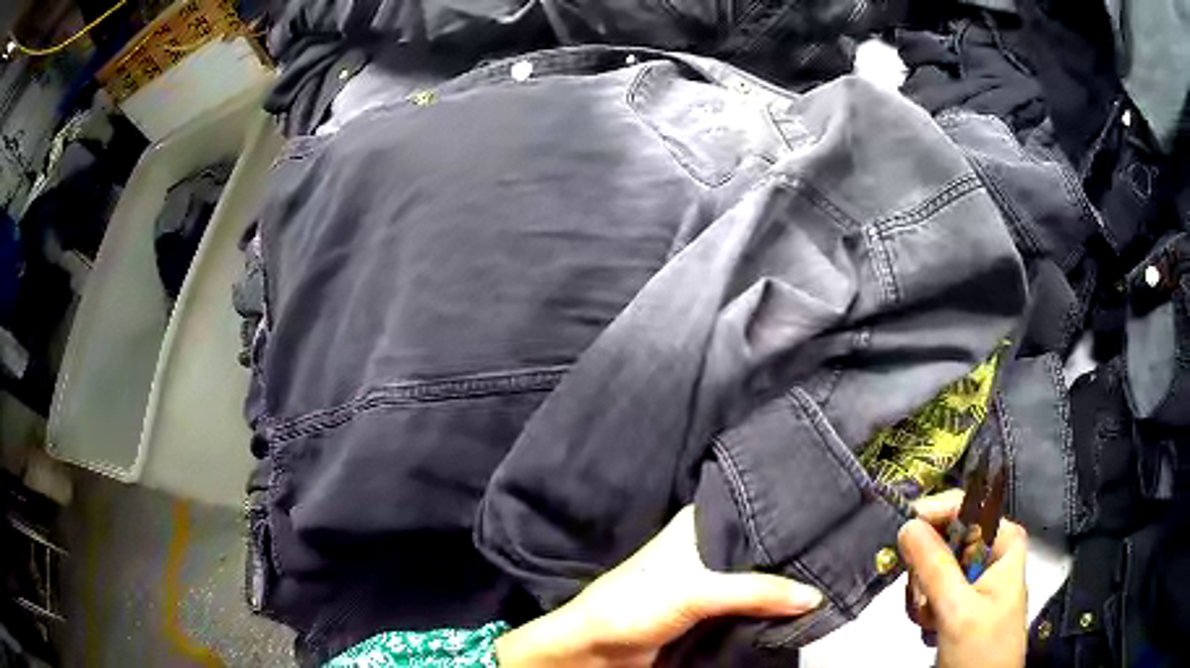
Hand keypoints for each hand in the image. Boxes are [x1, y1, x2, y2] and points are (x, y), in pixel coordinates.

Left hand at [496, 506, 822, 666]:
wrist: (600, 650)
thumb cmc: (634, 605)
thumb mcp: (697, 591)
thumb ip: (756, 591)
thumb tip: (813, 595)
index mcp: (700, 524)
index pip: (756, 510)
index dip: (790, 517)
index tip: (832, 520)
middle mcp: (707, 547)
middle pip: (761, 549)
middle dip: (793, 558)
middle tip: (838, 556)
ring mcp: (710, 581)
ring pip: (758, 580)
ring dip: (784, 587)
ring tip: (829, 580)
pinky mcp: (711, 611)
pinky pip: (751, 606)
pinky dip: (771, 609)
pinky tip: (798, 608)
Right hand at [899, 490, 1027, 667]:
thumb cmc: (981, 649)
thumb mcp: (957, 610)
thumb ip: (934, 568)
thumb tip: (907, 525)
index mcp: (1002, 541)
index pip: (964, 507)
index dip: (932, 516)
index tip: (902, 536)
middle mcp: (990, 551)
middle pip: (944, 539)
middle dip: (926, 572)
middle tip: (923, 599)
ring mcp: (975, 576)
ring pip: (933, 567)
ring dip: (922, 595)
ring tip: (929, 620)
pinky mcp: (962, 599)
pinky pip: (932, 589)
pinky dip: (924, 608)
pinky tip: (930, 626)